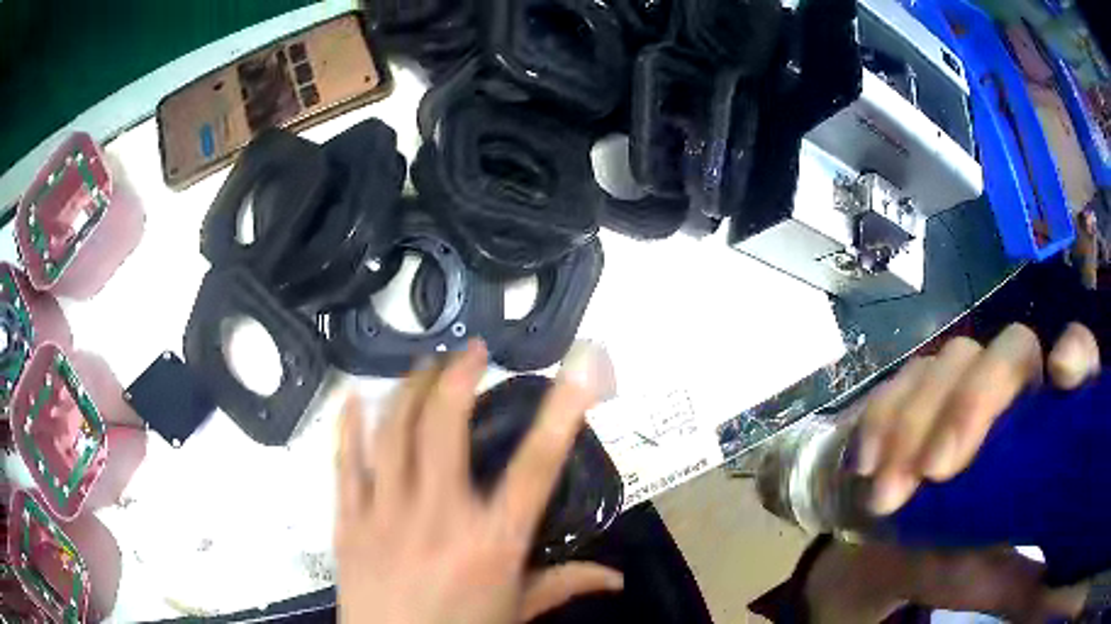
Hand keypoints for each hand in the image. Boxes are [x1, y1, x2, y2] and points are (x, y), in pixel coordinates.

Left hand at [335, 340, 622, 623]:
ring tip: (424, 366)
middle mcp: (439, 517)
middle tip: (471, 352)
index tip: (579, 366)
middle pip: (443, 427)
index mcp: (493, 542)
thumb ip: (563, 586)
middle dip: (457, 376)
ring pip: (392, 432)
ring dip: (409, 389)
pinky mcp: (349, 522)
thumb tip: (615, 577)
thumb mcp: (517, 613)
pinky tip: (353, 398)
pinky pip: (345, 463)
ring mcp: (386, 515)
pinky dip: (348, 425)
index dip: (562, 411)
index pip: (536, 467)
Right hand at [805, 323, 1100, 622]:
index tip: (1060, 376)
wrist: (880, 553)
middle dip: (973, 404)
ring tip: (885, 497)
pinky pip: (898, 383)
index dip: (1076, 353)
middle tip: (937, 473)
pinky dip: (880, 421)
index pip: (1077, 358)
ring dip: (914, 425)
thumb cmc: (948, 565)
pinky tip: (865, 466)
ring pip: (950, 362)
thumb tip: (1048, 601)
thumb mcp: (993, 582)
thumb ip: (1030, 588)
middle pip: (1011, 350)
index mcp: (1044, 426)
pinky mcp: (911, 390)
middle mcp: (1011, 390)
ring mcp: (959, 382)